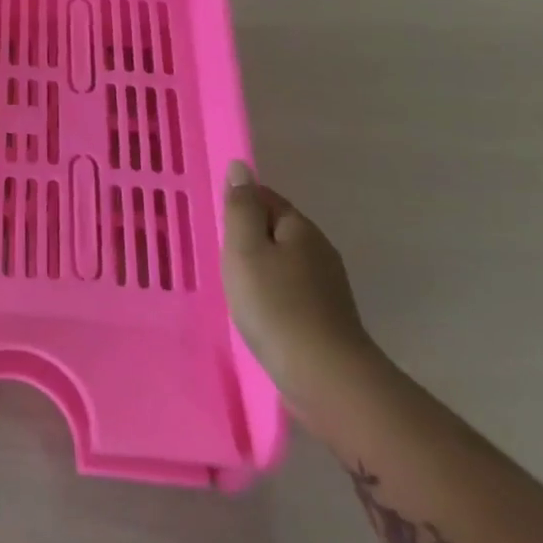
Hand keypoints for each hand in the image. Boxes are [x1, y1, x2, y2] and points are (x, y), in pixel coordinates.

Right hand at [221, 160, 377, 410]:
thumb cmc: (274, 305)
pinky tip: (257, 308)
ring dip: (259, 265)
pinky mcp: (326, 316)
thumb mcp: (245, 249)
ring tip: (233, 282)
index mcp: (300, 228)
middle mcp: (319, 250)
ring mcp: (327, 285)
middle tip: (218, 253)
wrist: (324, 376)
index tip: (215, 222)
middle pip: (277, 229)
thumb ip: (241, 207)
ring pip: (284, 260)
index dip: (239, 204)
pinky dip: (271, 291)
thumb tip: (241, 167)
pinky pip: (291, 288)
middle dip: (249, 234)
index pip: (266, 197)